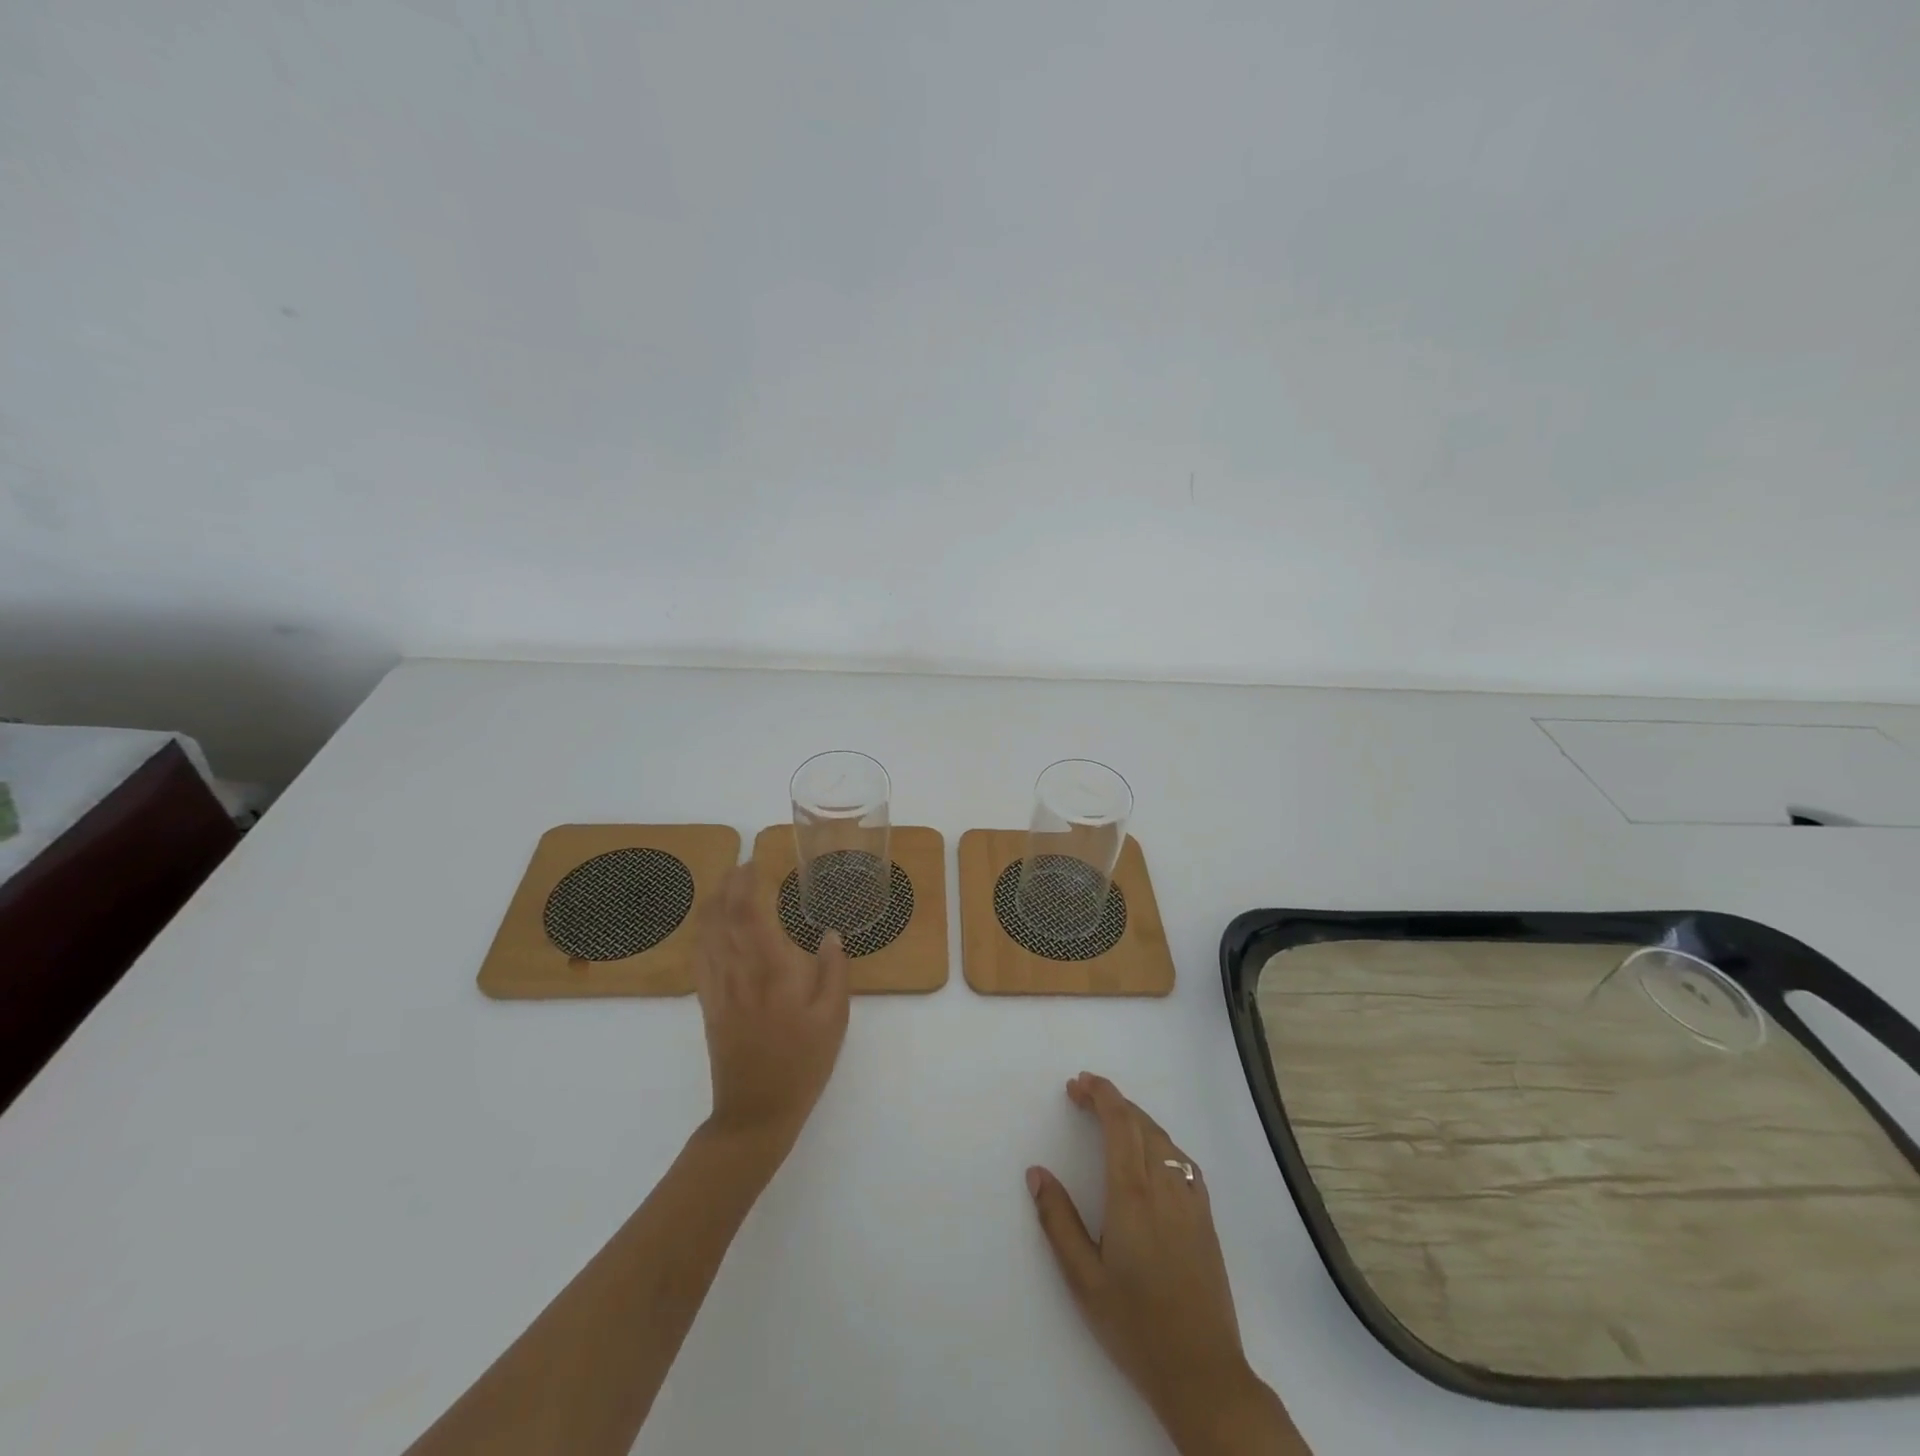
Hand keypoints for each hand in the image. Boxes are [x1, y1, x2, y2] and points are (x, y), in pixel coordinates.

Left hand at [693, 864, 849, 1157]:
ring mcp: (718, 988)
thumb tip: (831, 934)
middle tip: (741, 865)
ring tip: (724, 884)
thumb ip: (834, 971)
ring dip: (711, 903)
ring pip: (705, 934)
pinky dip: (702, 932)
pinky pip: (699, 958)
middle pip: (722, 917)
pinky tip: (708, 926)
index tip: (755, 862)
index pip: (748, 913)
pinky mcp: (708, 1004)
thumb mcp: (834, 1019)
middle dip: (728, 885)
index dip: (746, 884)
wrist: (755, 1112)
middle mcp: (738, 972)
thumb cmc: (802, 1063)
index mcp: (771, 970)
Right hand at [1028, 1074, 1298, 1454]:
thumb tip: (1037, 1172)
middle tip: (1082, 1094)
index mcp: (1132, 1194)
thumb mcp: (1084, 1279)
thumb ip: (1058, 1220)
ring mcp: (1191, 1201)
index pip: (1119, 1122)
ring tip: (1111, 1118)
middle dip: (1112, 1100)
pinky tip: (1150, 1154)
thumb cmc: (1135, 1325)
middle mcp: (1165, 1186)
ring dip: (1136, 1118)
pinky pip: (1183, 1161)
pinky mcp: (1206, 1219)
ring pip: (1164, 1139)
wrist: (1203, 1373)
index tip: (1077, 1083)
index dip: (1100, 1094)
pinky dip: (1160, 1141)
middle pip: (1141, 1123)